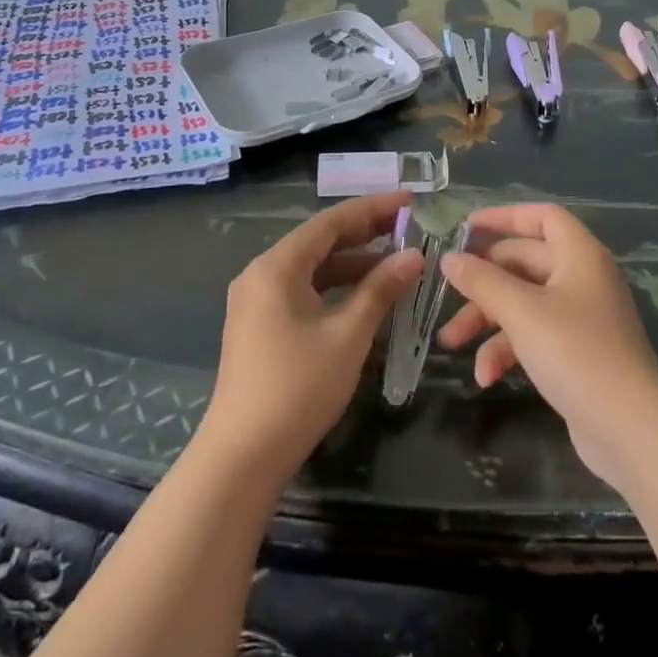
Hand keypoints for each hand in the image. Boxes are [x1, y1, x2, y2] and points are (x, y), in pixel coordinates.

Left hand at [198, 192, 422, 483]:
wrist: (243, 455)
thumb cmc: (298, 386)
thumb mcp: (348, 334)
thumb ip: (381, 289)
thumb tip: (415, 256)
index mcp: (276, 266)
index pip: (330, 222)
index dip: (372, 209)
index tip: (409, 201)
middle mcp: (261, 273)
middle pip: (319, 241)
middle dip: (364, 233)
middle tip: (408, 227)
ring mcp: (256, 301)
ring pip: (312, 268)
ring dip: (352, 263)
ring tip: (396, 260)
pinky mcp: (259, 325)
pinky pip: (303, 290)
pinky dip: (335, 287)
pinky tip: (365, 295)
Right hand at [439, 203, 657, 490]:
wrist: (630, 429)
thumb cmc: (576, 353)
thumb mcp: (522, 312)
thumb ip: (482, 281)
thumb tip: (449, 258)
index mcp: (579, 255)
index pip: (542, 216)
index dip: (504, 216)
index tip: (466, 228)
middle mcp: (581, 278)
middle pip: (524, 262)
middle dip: (483, 281)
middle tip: (446, 294)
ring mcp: (580, 317)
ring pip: (523, 302)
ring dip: (487, 321)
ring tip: (451, 343)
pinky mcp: (576, 353)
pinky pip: (534, 336)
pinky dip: (508, 350)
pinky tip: (486, 376)